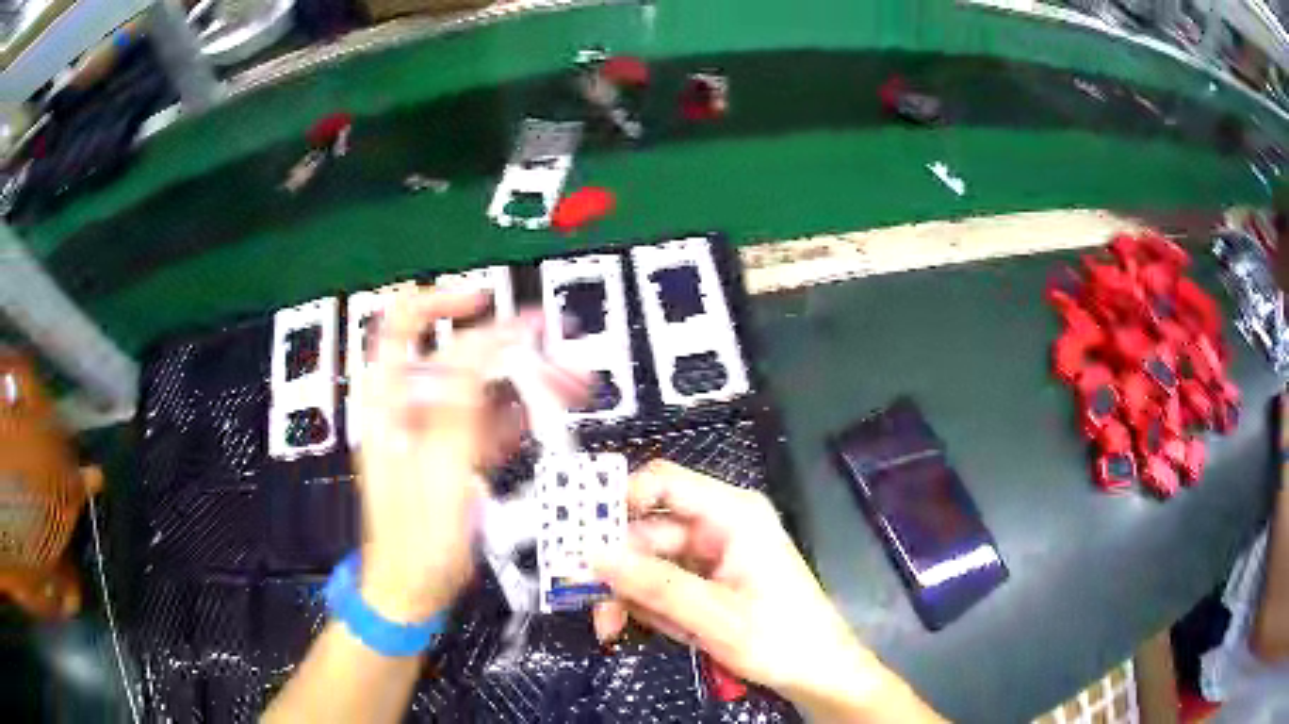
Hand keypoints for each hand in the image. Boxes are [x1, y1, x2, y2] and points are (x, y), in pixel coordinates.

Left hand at [354, 288, 586, 622]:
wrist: (415, 587)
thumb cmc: (414, 537)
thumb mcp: (437, 466)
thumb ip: (460, 402)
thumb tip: (487, 341)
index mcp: (388, 400)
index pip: (403, 324)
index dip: (441, 301)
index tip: (483, 299)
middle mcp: (409, 405)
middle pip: (457, 354)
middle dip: (507, 347)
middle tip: (552, 346)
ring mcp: (435, 429)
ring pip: (482, 387)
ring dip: (525, 379)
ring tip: (571, 380)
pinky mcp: (457, 453)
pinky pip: (491, 422)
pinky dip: (522, 414)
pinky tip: (551, 412)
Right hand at [592, 462, 933, 719]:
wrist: (818, 674)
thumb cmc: (781, 638)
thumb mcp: (714, 616)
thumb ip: (653, 585)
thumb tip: (593, 555)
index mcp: (733, 515)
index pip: (664, 483)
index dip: (617, 498)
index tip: (577, 532)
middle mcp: (719, 527)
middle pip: (647, 531)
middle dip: (617, 569)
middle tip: (586, 602)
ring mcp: (713, 557)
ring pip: (648, 563)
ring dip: (629, 595)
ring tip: (614, 629)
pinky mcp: (708, 582)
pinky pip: (663, 585)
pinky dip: (650, 608)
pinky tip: (659, 631)